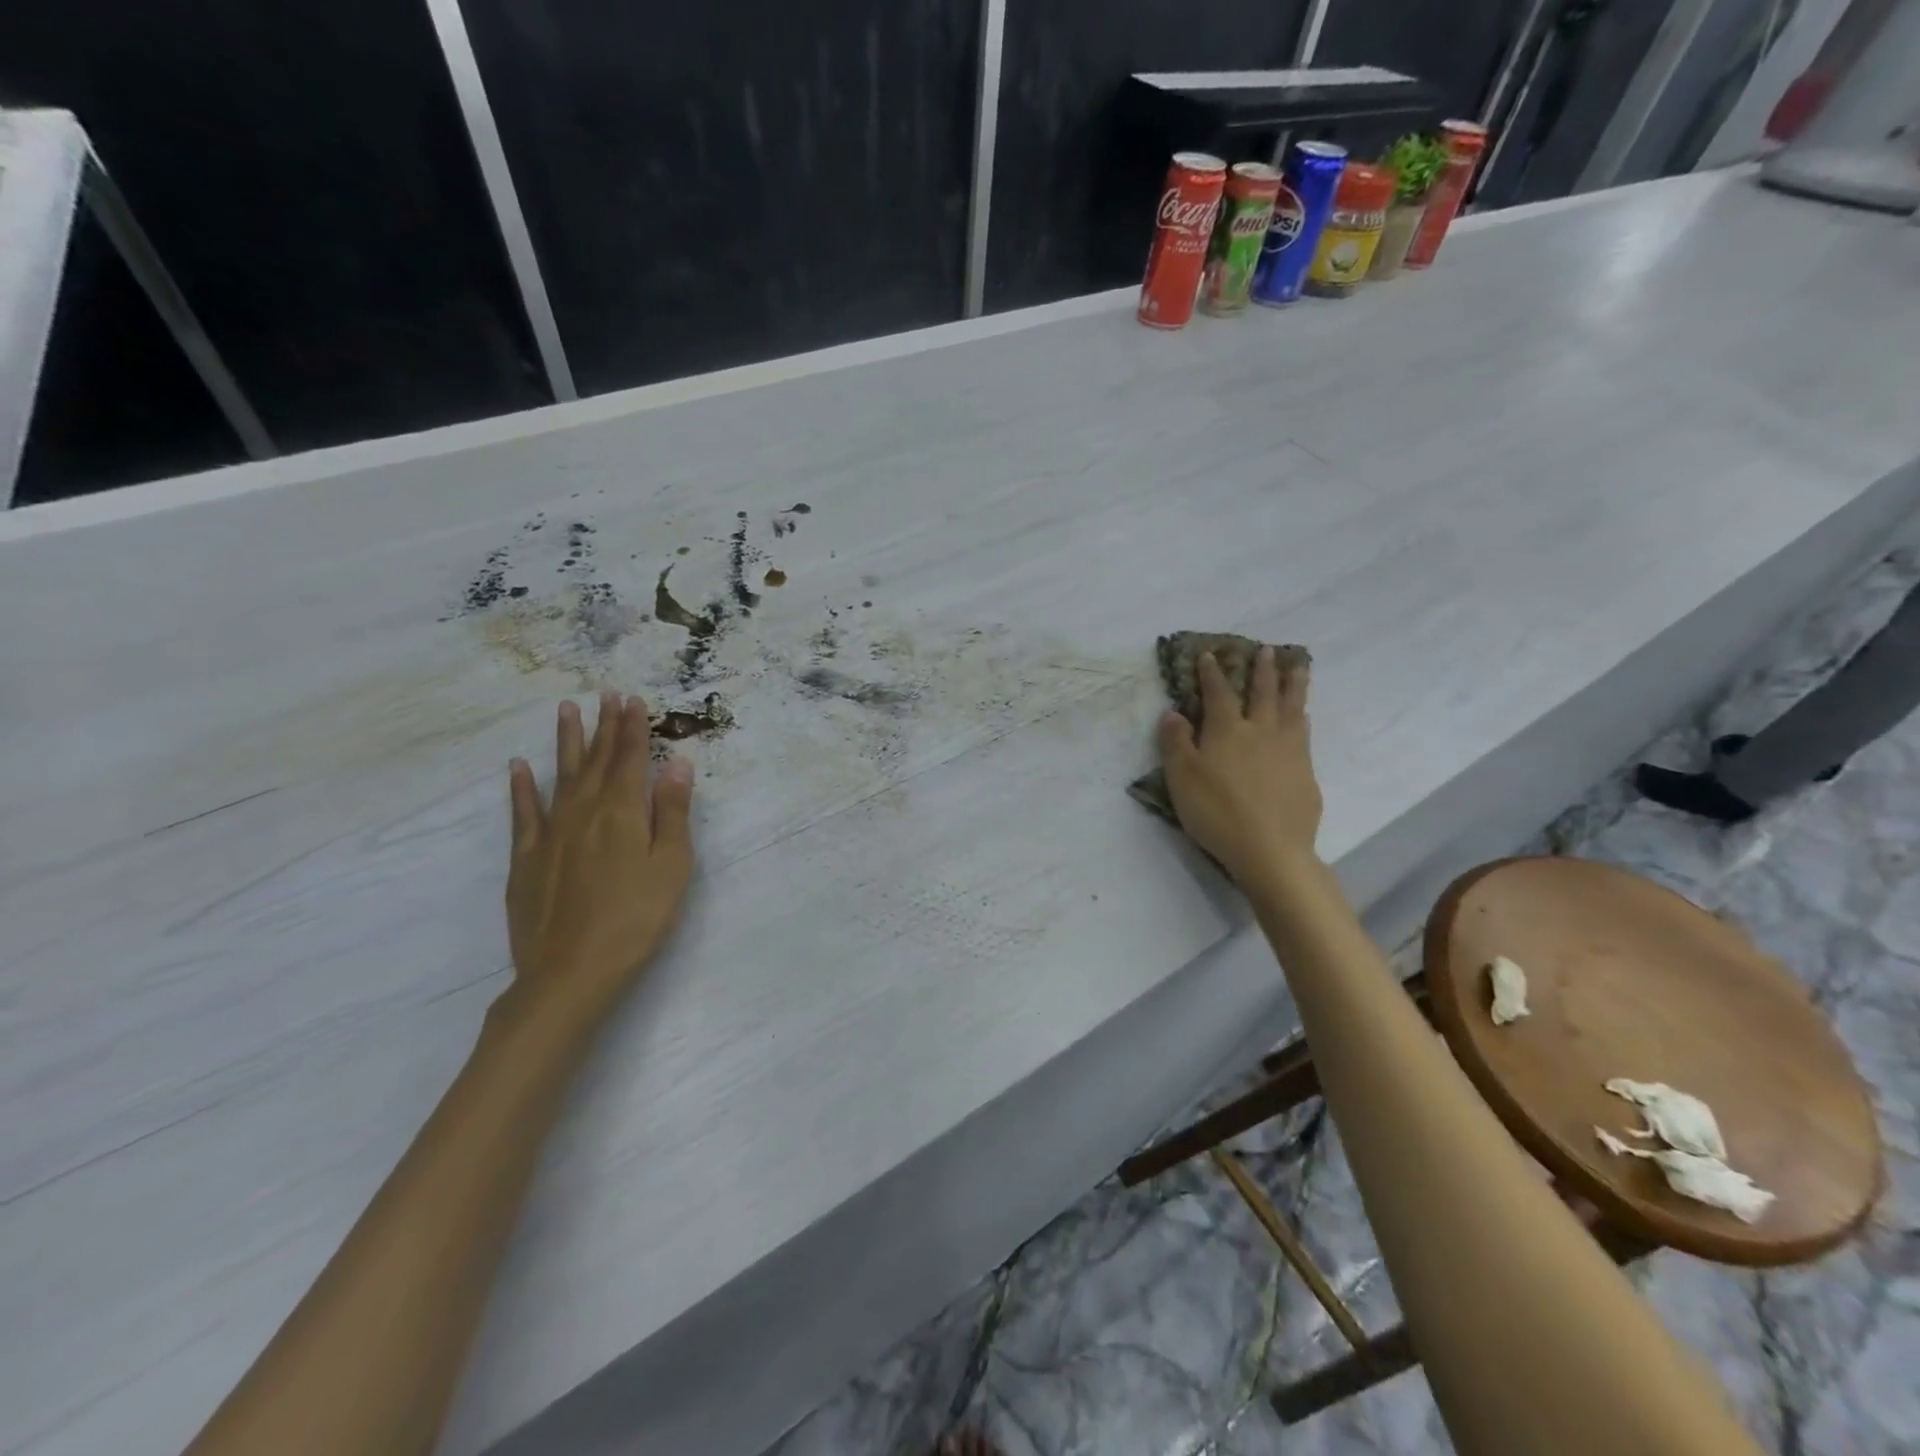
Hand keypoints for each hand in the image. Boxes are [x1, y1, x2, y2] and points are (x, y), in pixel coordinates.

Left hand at [501, 691, 695, 1031]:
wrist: (570, 972)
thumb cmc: (636, 918)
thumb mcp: (671, 865)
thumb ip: (671, 812)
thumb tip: (676, 762)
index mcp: (621, 813)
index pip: (630, 759)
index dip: (633, 728)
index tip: (633, 699)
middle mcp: (583, 813)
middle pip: (595, 760)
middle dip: (603, 726)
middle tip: (605, 693)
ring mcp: (549, 835)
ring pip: (559, 776)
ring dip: (565, 742)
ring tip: (566, 710)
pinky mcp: (525, 860)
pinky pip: (522, 814)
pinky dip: (520, 788)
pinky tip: (518, 768)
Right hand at [1158, 647, 1321, 885]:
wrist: (1270, 849)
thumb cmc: (1217, 812)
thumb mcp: (1182, 778)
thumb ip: (1176, 742)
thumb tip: (1173, 712)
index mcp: (1227, 730)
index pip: (1218, 693)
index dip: (1212, 673)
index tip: (1210, 654)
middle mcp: (1261, 731)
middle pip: (1264, 692)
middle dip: (1263, 670)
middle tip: (1268, 650)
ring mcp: (1289, 750)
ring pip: (1293, 708)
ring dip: (1294, 685)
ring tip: (1299, 668)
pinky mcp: (1306, 772)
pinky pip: (1305, 734)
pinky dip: (1303, 718)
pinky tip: (1304, 718)